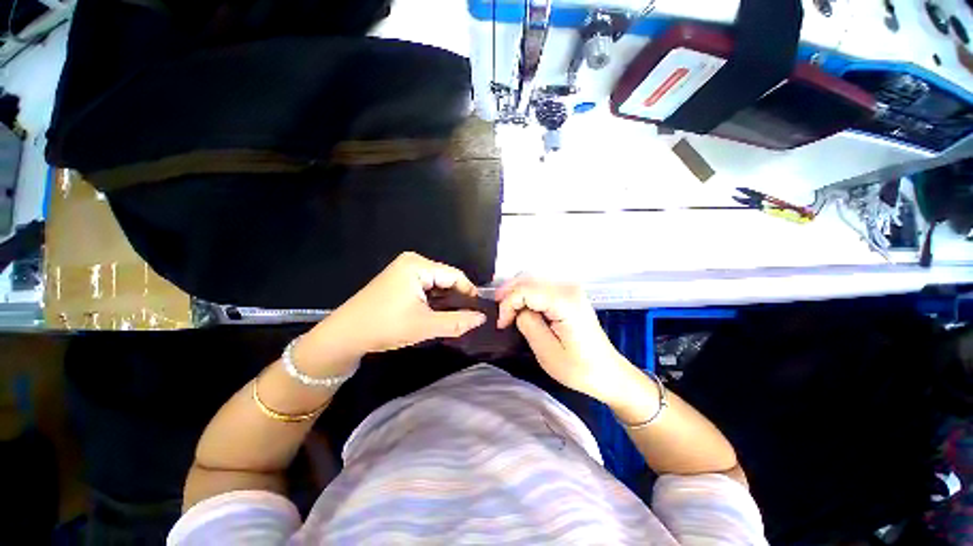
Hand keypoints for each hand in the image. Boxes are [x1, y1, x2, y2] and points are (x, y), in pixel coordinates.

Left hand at [316, 252, 486, 358]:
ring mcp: (404, 270)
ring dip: (446, 301)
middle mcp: (412, 262)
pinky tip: (438, 314)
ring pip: (437, 285)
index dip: (470, 293)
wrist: (344, 336)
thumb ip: (457, 322)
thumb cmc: (384, 327)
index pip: (455, 275)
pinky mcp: (399, 281)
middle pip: (446, 279)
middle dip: (457, 299)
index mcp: (418, 265)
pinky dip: (434, 301)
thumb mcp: (425, 326)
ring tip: (456, 319)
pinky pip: (426, 288)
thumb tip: (482, 318)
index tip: (480, 312)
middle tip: (468, 319)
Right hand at [496, 278, 630, 402]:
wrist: (608, 373)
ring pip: (532, 279)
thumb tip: (517, 310)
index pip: (525, 289)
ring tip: (506, 310)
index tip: (501, 324)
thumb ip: (528, 323)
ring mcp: (570, 288)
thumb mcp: (546, 351)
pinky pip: (541, 286)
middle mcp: (568, 287)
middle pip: (528, 278)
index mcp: (565, 301)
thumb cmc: (579, 368)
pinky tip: (520, 306)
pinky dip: (526, 294)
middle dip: (508, 294)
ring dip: (516, 293)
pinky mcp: (569, 294)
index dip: (508, 304)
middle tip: (499, 315)